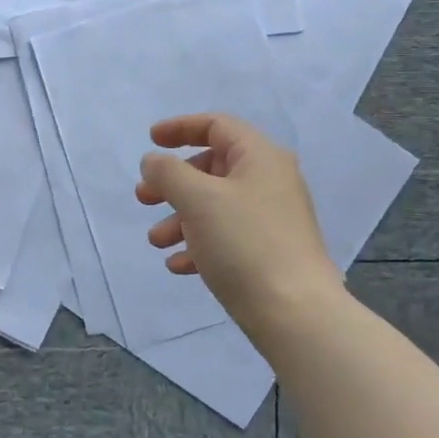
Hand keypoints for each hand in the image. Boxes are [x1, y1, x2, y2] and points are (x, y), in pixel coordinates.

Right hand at [137, 114, 339, 334]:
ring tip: (156, 241)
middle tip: (144, 198)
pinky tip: (178, 265)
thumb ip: (168, 172)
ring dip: (179, 218)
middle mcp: (269, 181)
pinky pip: (225, 237)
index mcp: (260, 157)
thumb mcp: (198, 199)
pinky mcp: (267, 252)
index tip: (150, 140)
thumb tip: (154, 161)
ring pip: (215, 206)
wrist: (294, 312)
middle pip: (212, 167)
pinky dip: (198, 244)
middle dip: (173, 182)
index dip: (180, 128)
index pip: (217, 126)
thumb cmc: (244, 243)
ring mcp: (270, 219)